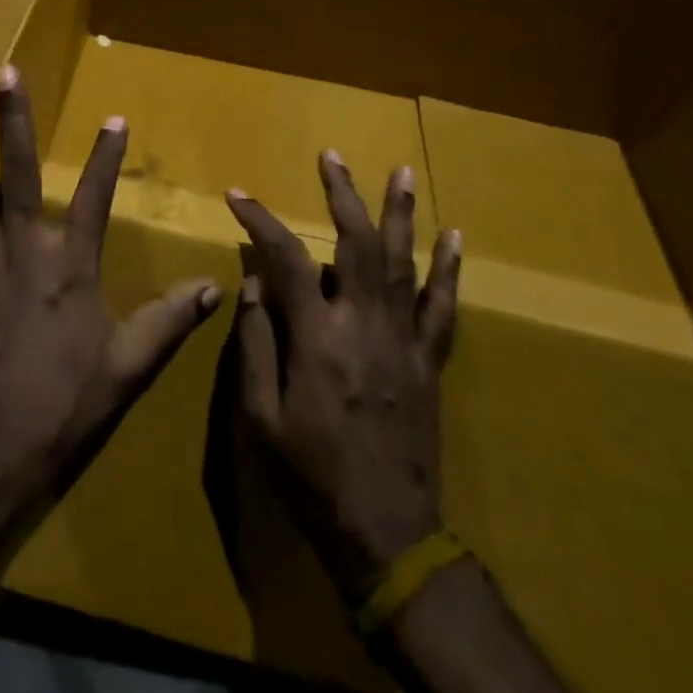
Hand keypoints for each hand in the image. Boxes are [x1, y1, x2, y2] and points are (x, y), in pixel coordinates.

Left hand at [0, 65, 222, 550]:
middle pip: (20, 172)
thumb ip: (169, 322)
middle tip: (5, 74)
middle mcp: (23, 248)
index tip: (114, 119)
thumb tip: (214, 288)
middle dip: (14, 121)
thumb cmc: (63, 404)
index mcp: (71, 265)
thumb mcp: (127, 367)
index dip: (107, 157)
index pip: (97, 198)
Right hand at [225, 152, 461, 603]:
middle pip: (356, 244)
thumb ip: (255, 344)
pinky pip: (443, 308)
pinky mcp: (429, 363)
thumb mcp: (259, 417)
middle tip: (331, 157)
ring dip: (400, 214)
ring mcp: (404, 342)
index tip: (237, 196)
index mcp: (317, 339)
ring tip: (402, 171)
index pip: (286, 259)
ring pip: (404, 264)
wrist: (388, 535)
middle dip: (342, 195)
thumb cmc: (311, 475)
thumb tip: (253, 285)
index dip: (260, 220)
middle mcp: (364, 326)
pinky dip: (449, 270)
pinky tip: (455, 237)